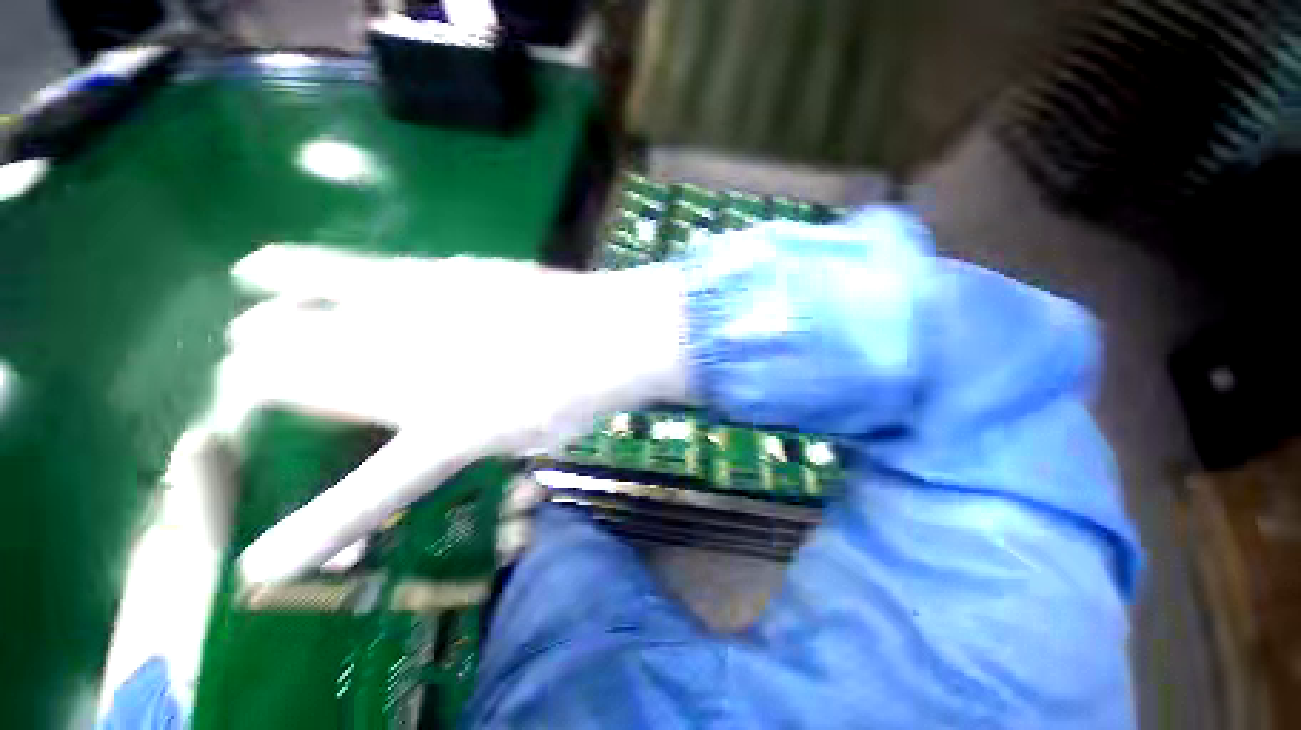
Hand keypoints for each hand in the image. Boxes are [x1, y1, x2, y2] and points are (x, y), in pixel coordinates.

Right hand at [220, 245, 687, 584]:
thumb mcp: (526, 437)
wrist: (611, 335)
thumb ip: (466, 440)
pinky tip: (271, 264)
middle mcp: (402, 371)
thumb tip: (427, 441)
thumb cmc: (579, 394)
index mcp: (438, 435)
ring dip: (265, 301)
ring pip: (295, 299)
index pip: (351, 502)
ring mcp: (413, 311)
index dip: (301, 535)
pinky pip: (351, 267)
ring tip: (244, 289)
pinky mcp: (438, 271)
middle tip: (251, 369)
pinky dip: (302, 267)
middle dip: (253, 371)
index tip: (265, 556)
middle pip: (276, 367)